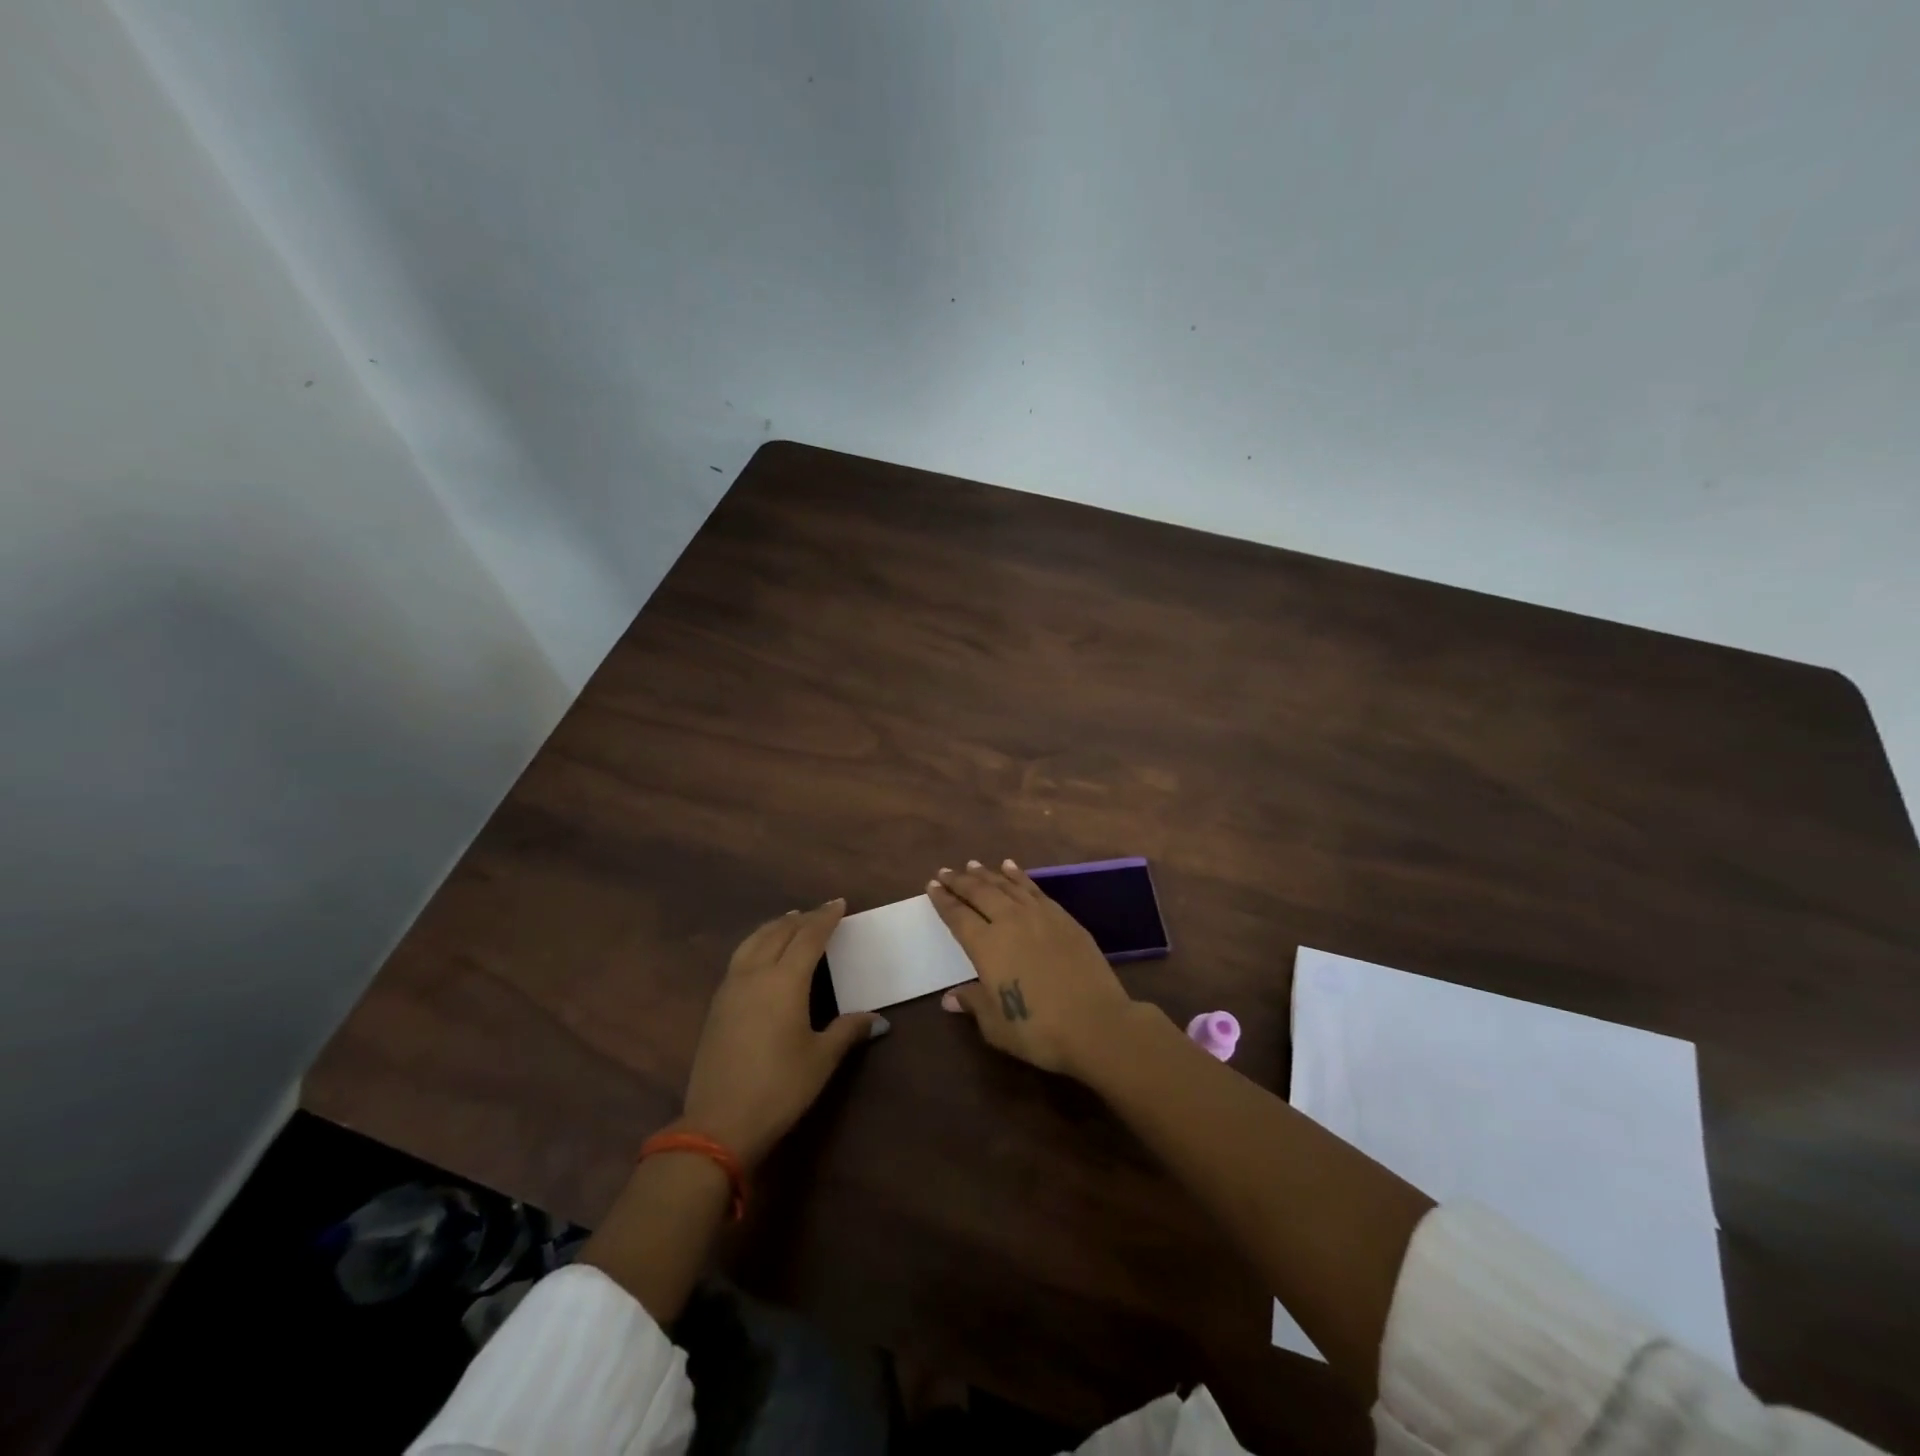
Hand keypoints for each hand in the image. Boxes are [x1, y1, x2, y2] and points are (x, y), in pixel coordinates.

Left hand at [681, 899, 885, 1166]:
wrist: (718, 1123)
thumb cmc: (779, 1088)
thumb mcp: (821, 1059)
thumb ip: (847, 1031)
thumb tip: (876, 1019)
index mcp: (785, 980)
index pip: (809, 937)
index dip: (825, 918)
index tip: (839, 904)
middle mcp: (756, 974)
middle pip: (779, 932)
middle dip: (801, 919)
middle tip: (819, 912)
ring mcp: (731, 988)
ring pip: (754, 941)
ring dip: (775, 926)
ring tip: (789, 921)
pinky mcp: (717, 1005)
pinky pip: (740, 957)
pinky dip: (757, 943)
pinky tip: (762, 954)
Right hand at [929, 860, 1136, 1077]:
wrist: (1096, 1023)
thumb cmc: (1038, 1030)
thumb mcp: (995, 1025)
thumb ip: (973, 1003)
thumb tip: (950, 997)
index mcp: (986, 946)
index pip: (958, 916)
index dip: (943, 901)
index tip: (931, 886)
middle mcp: (1010, 922)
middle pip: (979, 893)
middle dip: (960, 881)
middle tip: (946, 872)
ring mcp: (1039, 916)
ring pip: (1007, 886)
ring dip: (987, 874)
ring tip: (973, 864)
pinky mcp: (1064, 918)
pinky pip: (1034, 889)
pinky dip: (1019, 876)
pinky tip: (1012, 868)